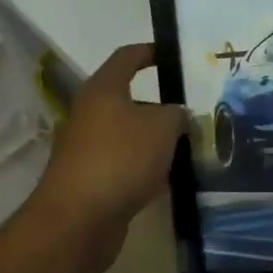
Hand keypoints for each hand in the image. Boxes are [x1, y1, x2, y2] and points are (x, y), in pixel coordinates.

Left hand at [35, 44, 187, 272]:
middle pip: (130, 99)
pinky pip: (126, 164)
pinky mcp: (91, 179)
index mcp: (103, 89)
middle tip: (194, 108)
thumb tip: (178, 115)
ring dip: (156, 138)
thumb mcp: (163, 127)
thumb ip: (177, 114)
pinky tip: (171, 177)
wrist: (78, 220)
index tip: (174, 55)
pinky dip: (147, 167)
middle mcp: (91, 113)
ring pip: (130, 134)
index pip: (127, 57)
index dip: (151, 52)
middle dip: (162, 104)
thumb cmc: (121, 158)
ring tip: (191, 143)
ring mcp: (88, 148)